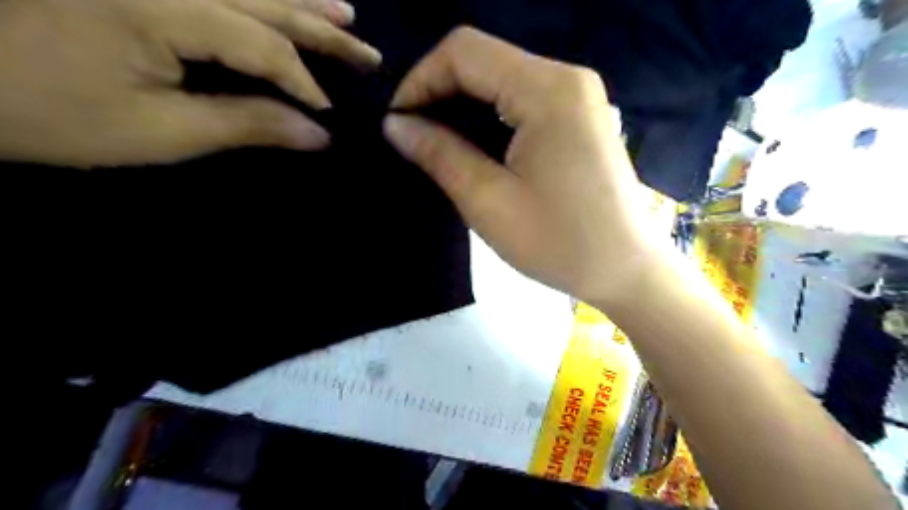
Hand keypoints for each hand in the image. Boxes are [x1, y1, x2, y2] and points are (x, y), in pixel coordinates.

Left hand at [1, 1, 380, 166]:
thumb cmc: (52, 114)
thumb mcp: (163, 132)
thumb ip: (249, 124)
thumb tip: (319, 135)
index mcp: (164, 8)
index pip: (265, 44)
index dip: (303, 82)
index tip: (329, 114)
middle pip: (268, 1)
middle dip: (324, 30)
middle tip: (368, 53)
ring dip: (301, 0)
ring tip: (346, 12)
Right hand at [383, 25, 660, 306]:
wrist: (626, 270)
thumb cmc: (559, 243)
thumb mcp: (489, 202)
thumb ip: (440, 154)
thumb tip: (396, 125)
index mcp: (548, 90)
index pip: (465, 52)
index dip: (420, 80)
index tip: (398, 124)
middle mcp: (567, 78)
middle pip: (484, 60)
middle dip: (439, 93)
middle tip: (413, 138)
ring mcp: (579, 96)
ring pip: (501, 79)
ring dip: (463, 106)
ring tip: (438, 146)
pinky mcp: (580, 117)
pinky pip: (523, 99)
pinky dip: (490, 116)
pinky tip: (476, 147)